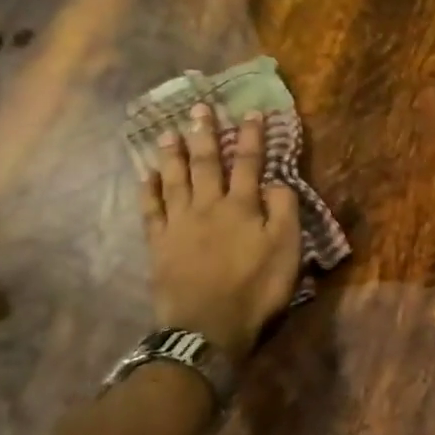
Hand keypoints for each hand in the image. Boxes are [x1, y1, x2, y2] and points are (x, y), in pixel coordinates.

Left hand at [137, 103, 301, 363]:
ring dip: (173, 154)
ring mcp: (179, 224)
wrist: (209, 327)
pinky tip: (147, 175)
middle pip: (207, 164)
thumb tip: (276, 182)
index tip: (252, 112)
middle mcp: (208, 207)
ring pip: (175, 180)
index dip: (252, 137)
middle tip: (199, 108)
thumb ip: (284, 212)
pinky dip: (149, 190)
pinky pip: (151, 210)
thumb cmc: (257, 289)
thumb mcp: (287, 251)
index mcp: (242, 207)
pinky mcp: (160, 244)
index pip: (250, 164)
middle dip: (206, 134)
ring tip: (169, 132)